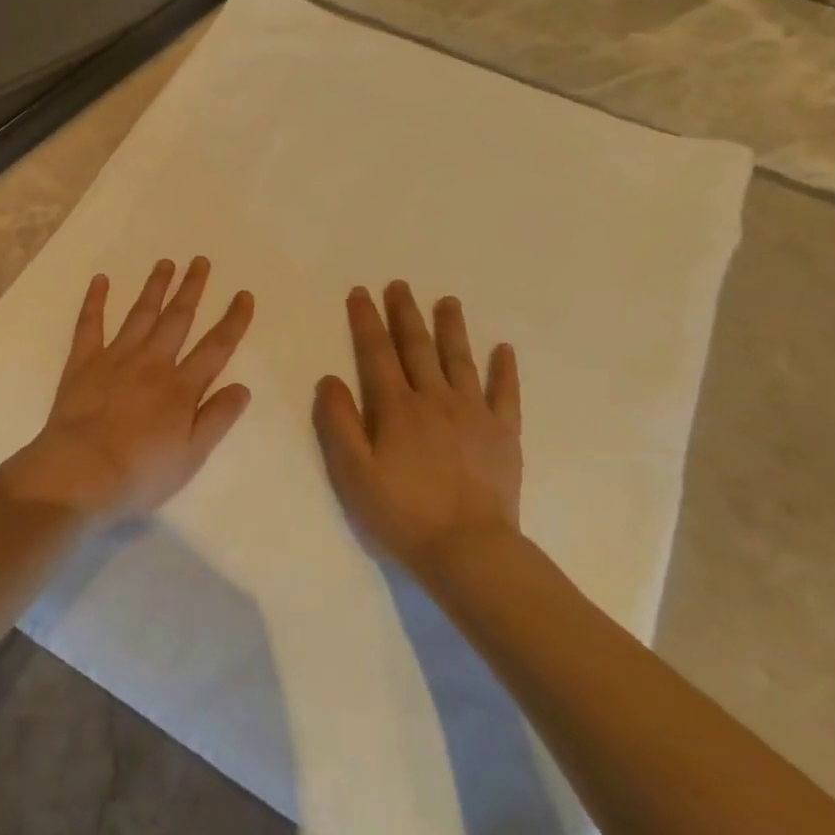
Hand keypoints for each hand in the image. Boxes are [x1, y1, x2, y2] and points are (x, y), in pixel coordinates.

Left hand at [4, 258, 254, 522]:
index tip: (243, 295)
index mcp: (181, 387)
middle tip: (200, 261)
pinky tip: (101, 280)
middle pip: (178, 319)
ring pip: (140, 314)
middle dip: (192, 288)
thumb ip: (217, 418)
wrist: (81, 472)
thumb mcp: (192, 455)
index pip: (216, 347)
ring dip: (155, 287)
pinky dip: (95, 300)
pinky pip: (90, 324)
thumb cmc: (140, 472)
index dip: (233, 320)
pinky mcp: (83, 362)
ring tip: (166, 263)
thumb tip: (242, 386)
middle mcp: (152, 362)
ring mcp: (115, 357)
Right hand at [313, 283, 522, 578]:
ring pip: (460, 360)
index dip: (366, 321)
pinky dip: (504, 370)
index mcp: (396, 408)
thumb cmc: (401, 513)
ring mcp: (473, 414)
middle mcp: (434, 400)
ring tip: (446, 301)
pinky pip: (505, 394)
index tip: (360, 293)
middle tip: (398, 285)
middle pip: (417, 347)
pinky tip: (503, 349)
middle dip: (405, 313)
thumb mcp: (353, 472)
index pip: (376, 353)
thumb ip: (338, 423)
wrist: (469, 550)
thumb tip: (330, 379)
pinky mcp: (503, 434)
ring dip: (451, 328)